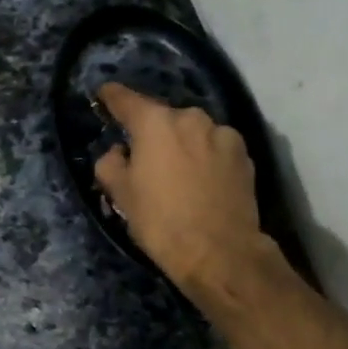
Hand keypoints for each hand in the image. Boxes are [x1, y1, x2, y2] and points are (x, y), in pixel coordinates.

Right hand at [94, 83, 270, 295]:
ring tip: (176, 172)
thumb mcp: (120, 195)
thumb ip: (110, 163)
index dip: (111, 97)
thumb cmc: (161, 220)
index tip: (103, 96)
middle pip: (163, 118)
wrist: (220, 252)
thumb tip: (119, 152)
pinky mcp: (244, 155)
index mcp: (155, 123)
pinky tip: (201, 182)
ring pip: (192, 132)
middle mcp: (191, 118)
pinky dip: (204, 157)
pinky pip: (215, 148)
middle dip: (152, 132)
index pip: (126, 99)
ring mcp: (222, 134)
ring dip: (181, 144)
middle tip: (143, 157)